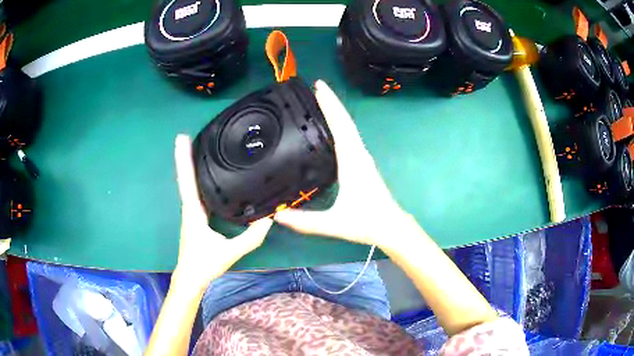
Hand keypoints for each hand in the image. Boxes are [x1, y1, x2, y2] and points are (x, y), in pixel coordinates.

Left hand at [172, 135, 272, 293]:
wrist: (190, 278)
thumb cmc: (205, 264)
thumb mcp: (231, 252)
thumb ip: (251, 238)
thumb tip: (268, 220)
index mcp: (194, 212)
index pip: (189, 181)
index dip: (185, 160)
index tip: (181, 140)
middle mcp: (189, 209)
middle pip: (186, 178)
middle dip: (184, 157)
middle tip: (183, 137)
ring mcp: (189, 213)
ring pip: (188, 185)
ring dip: (188, 167)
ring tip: (191, 149)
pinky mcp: (193, 218)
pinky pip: (193, 193)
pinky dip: (194, 180)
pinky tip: (201, 177)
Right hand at [274, 80, 414, 248]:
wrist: (391, 227)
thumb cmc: (367, 222)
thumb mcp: (333, 223)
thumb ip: (304, 221)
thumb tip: (277, 216)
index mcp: (353, 161)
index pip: (340, 126)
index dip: (330, 105)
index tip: (319, 87)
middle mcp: (359, 154)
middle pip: (345, 121)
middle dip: (331, 102)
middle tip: (316, 87)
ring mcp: (362, 158)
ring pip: (349, 127)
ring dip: (336, 112)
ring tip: (320, 101)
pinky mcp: (362, 164)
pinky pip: (349, 137)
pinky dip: (339, 125)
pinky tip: (330, 127)